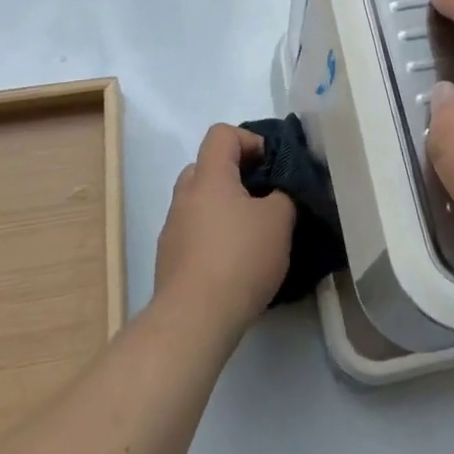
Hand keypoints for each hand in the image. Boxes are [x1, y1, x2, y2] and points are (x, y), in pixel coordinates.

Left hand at [153, 124, 295, 337]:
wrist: (194, 320)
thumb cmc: (239, 258)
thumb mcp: (279, 220)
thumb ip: (283, 195)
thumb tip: (278, 193)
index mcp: (209, 176)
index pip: (222, 134)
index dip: (250, 140)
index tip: (272, 165)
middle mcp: (185, 195)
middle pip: (208, 166)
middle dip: (237, 175)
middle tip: (263, 197)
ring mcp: (172, 228)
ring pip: (201, 202)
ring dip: (225, 208)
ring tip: (252, 234)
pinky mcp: (169, 260)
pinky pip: (195, 233)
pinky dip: (214, 236)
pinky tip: (235, 263)